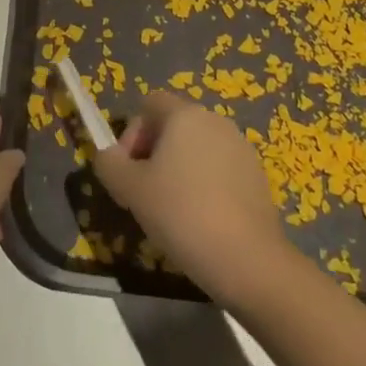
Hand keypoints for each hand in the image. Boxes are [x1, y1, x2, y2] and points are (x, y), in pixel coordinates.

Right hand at [92, 92, 291, 306]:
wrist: (249, 261)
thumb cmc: (183, 214)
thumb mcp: (131, 190)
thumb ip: (110, 164)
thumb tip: (108, 156)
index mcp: (184, 114)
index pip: (149, 104)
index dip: (131, 133)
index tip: (129, 171)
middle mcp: (215, 121)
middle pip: (173, 125)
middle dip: (153, 154)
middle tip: (145, 194)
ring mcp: (240, 148)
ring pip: (196, 149)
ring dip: (178, 170)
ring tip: (172, 211)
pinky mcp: (257, 176)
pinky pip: (219, 170)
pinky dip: (204, 186)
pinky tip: (201, 221)